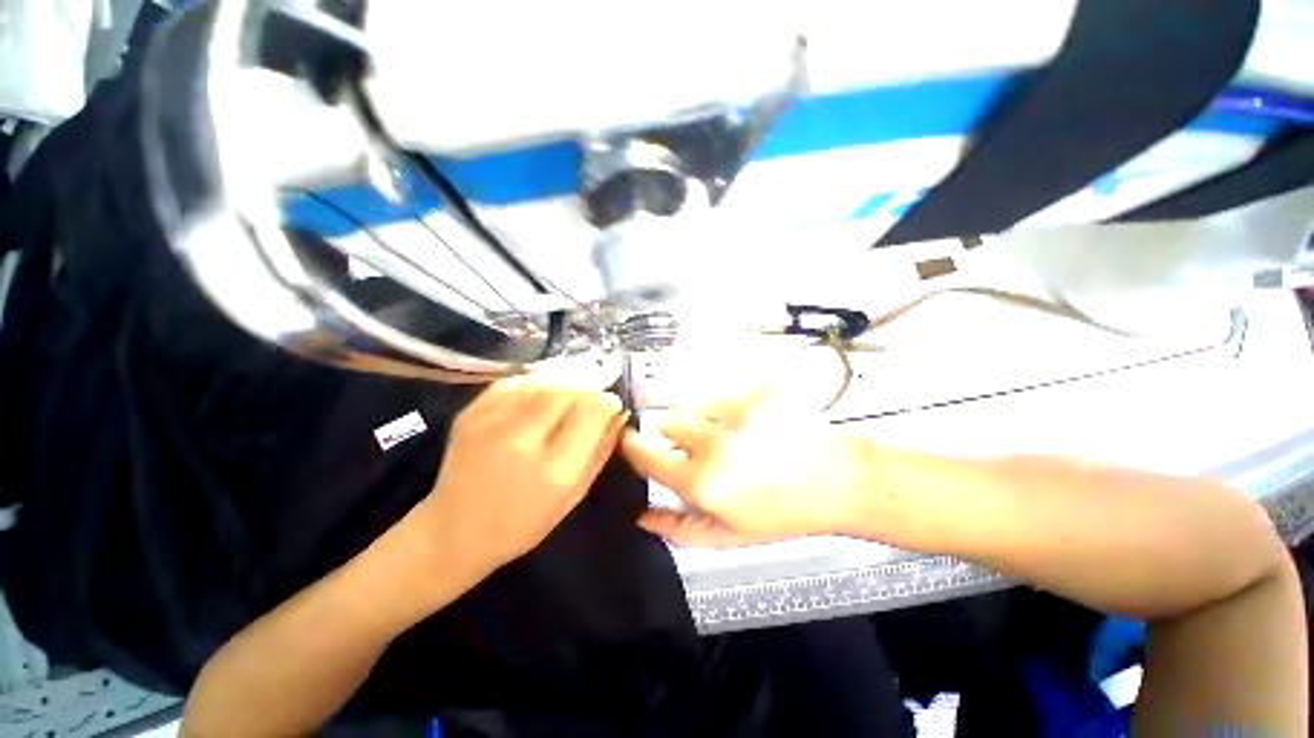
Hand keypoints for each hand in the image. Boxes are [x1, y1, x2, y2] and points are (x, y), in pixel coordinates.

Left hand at [402, 377, 627, 586]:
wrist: (452, 533)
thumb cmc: (523, 524)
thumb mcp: (573, 496)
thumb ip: (600, 451)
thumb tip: (617, 413)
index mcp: (554, 470)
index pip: (593, 411)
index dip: (608, 400)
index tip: (611, 403)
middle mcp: (522, 441)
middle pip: (568, 389)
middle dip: (588, 386)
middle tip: (591, 394)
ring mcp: (491, 423)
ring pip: (543, 380)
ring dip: (564, 382)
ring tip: (568, 393)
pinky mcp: (469, 414)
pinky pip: (515, 382)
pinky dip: (535, 382)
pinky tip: (539, 394)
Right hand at [621, 389, 870, 546]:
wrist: (837, 481)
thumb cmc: (781, 513)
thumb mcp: (728, 535)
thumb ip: (677, 529)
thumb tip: (640, 515)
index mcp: (700, 481)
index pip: (644, 453)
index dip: (632, 445)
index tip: (631, 441)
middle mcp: (712, 442)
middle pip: (666, 419)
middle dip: (675, 434)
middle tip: (700, 447)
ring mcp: (736, 410)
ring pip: (693, 403)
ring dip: (701, 418)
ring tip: (728, 434)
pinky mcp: (756, 390)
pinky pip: (722, 392)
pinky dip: (726, 405)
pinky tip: (750, 422)